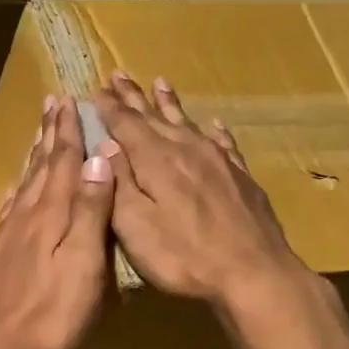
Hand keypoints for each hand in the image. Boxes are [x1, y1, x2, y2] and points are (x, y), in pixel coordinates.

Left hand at [0, 95, 114, 348]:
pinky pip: (11, 210)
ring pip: (25, 184)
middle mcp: (26, 216)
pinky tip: (17, 189)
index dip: (68, 131)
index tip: (70, 100)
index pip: (62, 161)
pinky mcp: (1, 255)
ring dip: (34, 156)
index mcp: (50, 213)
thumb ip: (89, 210)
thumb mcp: (84, 262)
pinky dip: (18, 191)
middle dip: (49, 134)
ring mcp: (9, 236)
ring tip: (39, 134)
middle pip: (40, 167)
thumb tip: (98, 158)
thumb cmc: (54, 312)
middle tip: (52, 103)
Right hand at [91, 74, 312, 323]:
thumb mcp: (134, 225)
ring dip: (169, 103)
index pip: (125, 124)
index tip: (94, 90)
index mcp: (155, 161)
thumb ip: (118, 182)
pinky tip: (212, 124)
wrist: (253, 273)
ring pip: (187, 122)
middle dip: (133, 97)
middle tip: (118, 75)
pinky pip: (222, 143)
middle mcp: (185, 150)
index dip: (108, 108)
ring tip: (159, 83)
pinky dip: (212, 130)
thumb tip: (107, 145)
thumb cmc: (182, 255)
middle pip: (154, 116)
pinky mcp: (240, 177)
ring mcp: (217, 161)